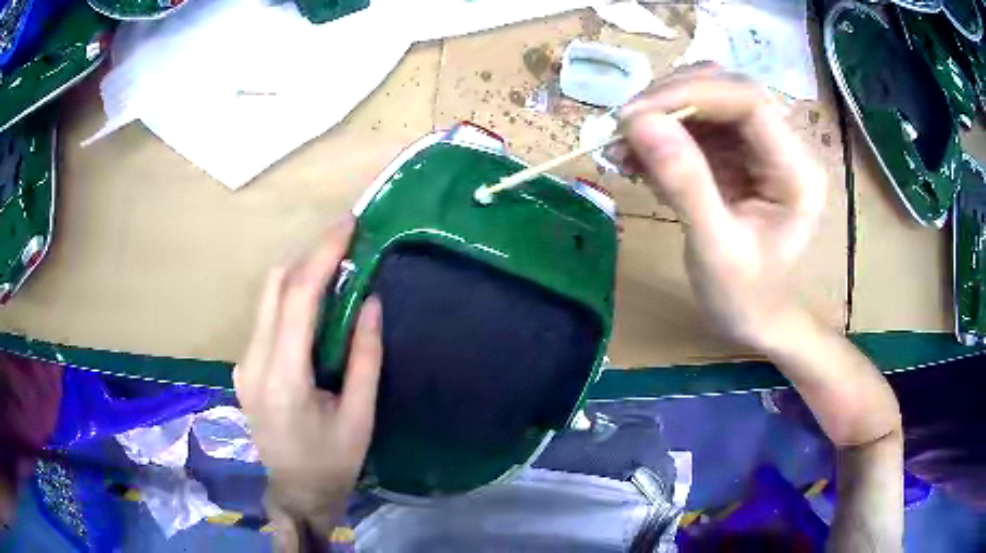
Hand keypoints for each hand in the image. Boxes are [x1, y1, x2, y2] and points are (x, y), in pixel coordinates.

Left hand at [234, 216, 382, 540]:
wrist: (296, 492)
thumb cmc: (333, 462)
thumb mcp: (359, 415)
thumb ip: (365, 356)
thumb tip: (371, 300)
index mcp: (282, 378)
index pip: (298, 298)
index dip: (322, 255)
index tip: (347, 225)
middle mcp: (253, 363)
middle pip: (274, 286)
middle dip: (309, 255)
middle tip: (346, 242)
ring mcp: (243, 364)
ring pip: (267, 297)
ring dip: (300, 274)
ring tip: (336, 267)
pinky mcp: (245, 367)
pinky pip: (266, 317)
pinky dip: (291, 297)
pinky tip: (315, 303)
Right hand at [620, 67, 826, 350]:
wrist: (756, 319)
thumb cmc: (745, 297)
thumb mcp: (715, 249)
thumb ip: (685, 183)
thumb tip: (640, 123)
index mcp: (797, 172)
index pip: (749, 101)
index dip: (691, 93)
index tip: (636, 116)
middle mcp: (784, 147)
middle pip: (727, 90)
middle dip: (671, 100)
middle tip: (624, 128)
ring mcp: (760, 147)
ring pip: (708, 100)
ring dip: (661, 115)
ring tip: (623, 148)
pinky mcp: (739, 153)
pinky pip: (698, 125)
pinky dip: (663, 135)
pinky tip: (637, 159)